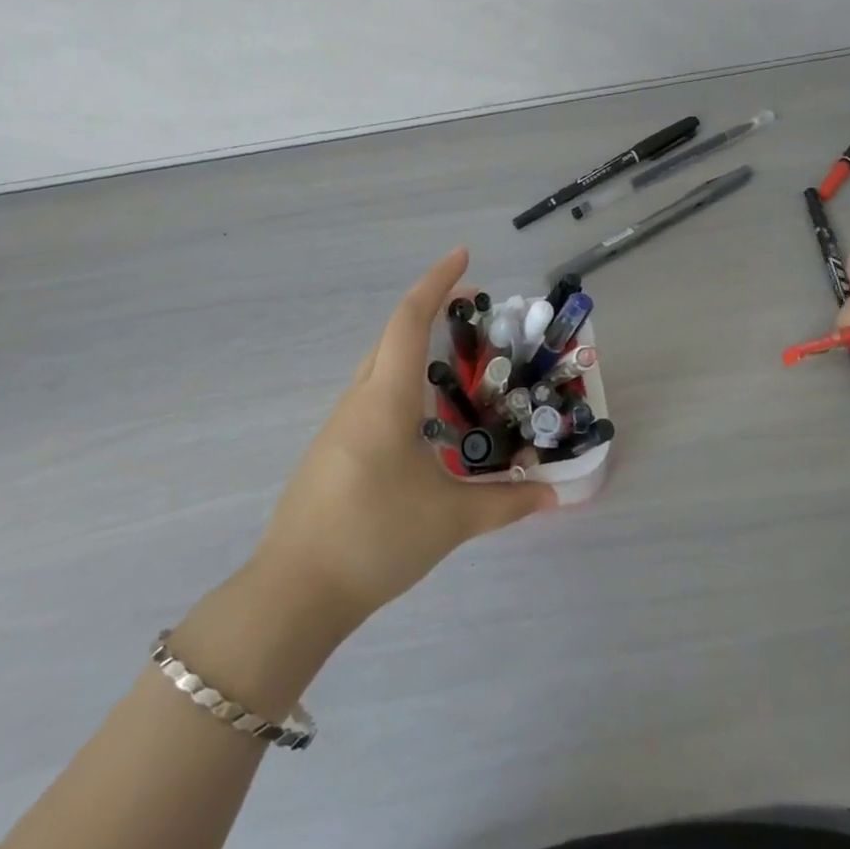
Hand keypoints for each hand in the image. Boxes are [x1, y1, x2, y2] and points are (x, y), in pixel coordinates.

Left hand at [252, 248, 554, 631]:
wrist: (294, 592)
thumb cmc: (375, 538)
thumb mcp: (451, 519)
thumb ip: (506, 502)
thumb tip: (555, 495)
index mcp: (385, 398)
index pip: (409, 320)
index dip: (437, 282)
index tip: (464, 257)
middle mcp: (359, 399)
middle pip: (393, 335)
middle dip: (432, 311)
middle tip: (476, 313)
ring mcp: (339, 425)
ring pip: (381, 367)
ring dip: (416, 350)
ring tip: (458, 367)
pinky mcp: (332, 450)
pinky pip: (372, 397)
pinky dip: (402, 385)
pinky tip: (425, 422)